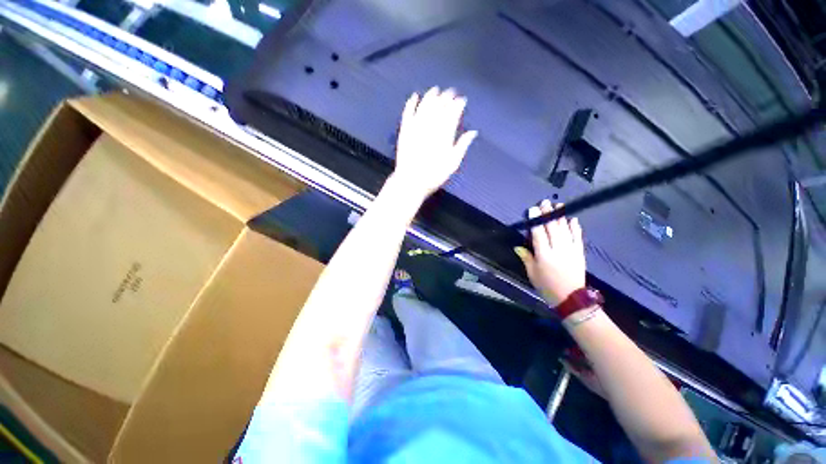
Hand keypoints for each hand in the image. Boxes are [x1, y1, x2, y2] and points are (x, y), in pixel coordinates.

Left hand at [391, 87, 477, 200]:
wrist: (411, 182)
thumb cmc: (434, 176)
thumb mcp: (452, 164)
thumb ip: (462, 146)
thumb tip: (473, 132)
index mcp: (444, 135)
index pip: (452, 113)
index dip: (457, 105)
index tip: (462, 100)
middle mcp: (430, 127)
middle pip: (439, 107)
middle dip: (446, 97)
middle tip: (451, 92)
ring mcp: (416, 128)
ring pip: (424, 106)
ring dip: (430, 97)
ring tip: (435, 90)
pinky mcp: (404, 131)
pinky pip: (407, 113)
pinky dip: (411, 104)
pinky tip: (414, 96)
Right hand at [514, 200, 585, 305]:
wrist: (571, 298)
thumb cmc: (546, 286)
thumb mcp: (532, 273)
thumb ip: (526, 258)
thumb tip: (518, 247)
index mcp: (544, 255)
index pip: (538, 233)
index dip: (535, 220)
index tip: (533, 209)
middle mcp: (558, 249)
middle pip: (552, 228)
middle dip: (548, 214)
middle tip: (545, 202)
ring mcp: (571, 250)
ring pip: (565, 230)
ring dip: (561, 216)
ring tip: (558, 205)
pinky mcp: (579, 253)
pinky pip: (578, 237)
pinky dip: (575, 227)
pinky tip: (573, 219)